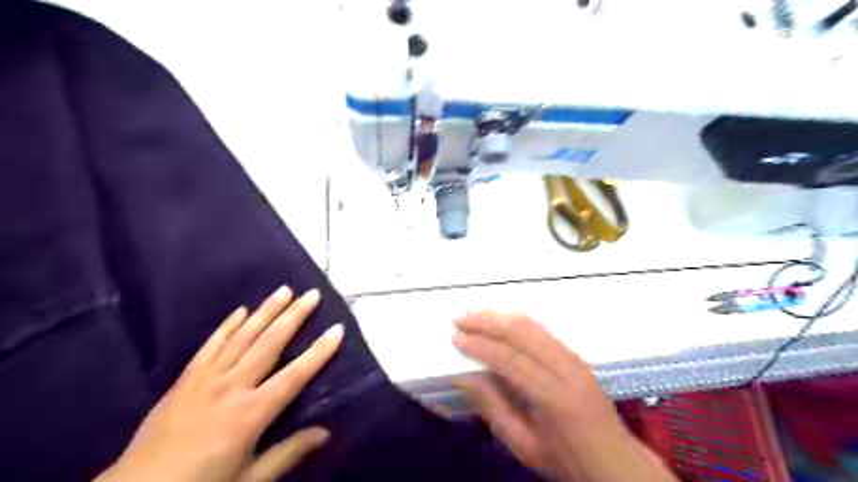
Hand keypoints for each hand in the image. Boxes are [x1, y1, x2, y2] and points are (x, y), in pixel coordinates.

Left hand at [95, 287, 344, 480]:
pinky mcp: (186, 379)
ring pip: (243, 336)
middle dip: (294, 317)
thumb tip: (326, 433)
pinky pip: (210, 345)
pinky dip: (227, 326)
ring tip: (283, 290)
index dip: (319, 352)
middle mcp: (232, 386)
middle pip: (270, 344)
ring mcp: (207, 378)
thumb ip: (288, 453)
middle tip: (312, 294)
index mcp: (251, 412)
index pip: (295, 375)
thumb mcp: (250, 479)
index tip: (337, 329)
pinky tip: (241, 310)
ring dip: (265, 311)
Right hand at [452, 311, 680, 481]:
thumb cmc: (566, 460)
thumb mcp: (523, 446)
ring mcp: (575, 360)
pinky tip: (503, 320)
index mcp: (553, 398)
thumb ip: (493, 409)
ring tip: (476, 316)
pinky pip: (544, 330)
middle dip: (487, 323)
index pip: (509, 360)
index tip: (456, 338)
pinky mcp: (578, 356)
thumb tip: (465, 377)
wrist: (615, 463)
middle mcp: (566, 370)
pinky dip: (519, 321)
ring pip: (533, 326)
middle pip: (521, 334)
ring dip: (501, 317)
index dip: (479, 345)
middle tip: (460, 320)